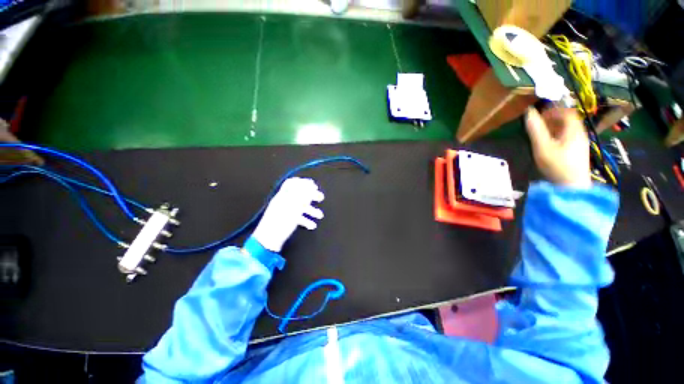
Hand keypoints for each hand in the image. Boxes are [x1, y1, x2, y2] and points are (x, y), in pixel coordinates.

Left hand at [252, 177, 324, 251]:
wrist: (268, 241)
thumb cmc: (280, 223)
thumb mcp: (294, 207)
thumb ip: (303, 196)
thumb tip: (311, 186)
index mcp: (283, 196)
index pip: (292, 183)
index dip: (303, 183)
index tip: (314, 186)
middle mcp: (283, 202)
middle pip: (298, 194)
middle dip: (311, 196)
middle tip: (321, 197)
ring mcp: (284, 212)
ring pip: (300, 207)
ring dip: (311, 210)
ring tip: (320, 215)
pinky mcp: (285, 221)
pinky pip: (297, 217)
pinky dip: (306, 220)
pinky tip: (312, 225)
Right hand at [525, 107, 590, 187]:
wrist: (571, 187)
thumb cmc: (557, 165)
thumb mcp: (542, 147)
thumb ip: (535, 130)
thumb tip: (528, 112)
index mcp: (574, 130)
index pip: (567, 112)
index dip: (553, 110)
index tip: (540, 115)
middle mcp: (580, 134)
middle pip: (569, 120)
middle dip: (553, 119)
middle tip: (538, 125)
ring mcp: (581, 144)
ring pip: (569, 130)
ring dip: (555, 128)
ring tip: (541, 135)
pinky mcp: (578, 153)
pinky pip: (569, 138)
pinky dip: (558, 136)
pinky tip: (550, 145)